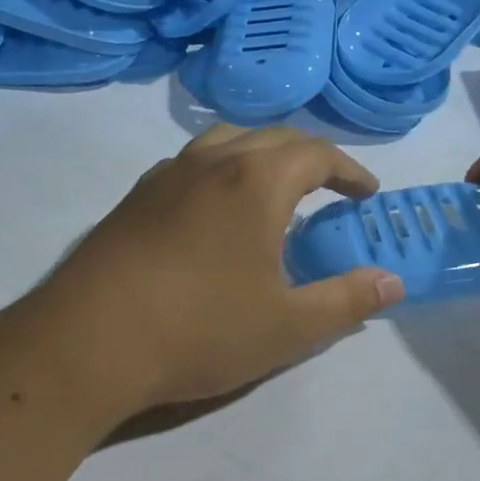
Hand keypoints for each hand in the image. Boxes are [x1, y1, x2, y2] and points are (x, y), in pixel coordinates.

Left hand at [33, 125, 405, 411]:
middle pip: (272, 137)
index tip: (367, 193)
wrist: (86, 343)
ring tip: (275, 189)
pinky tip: (215, 211)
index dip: (349, 170)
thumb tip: (393, 281)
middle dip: (310, 157)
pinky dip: (220, 170)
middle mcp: (212, 162)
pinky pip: (190, 164)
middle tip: (330, 189)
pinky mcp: (134, 198)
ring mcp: (166, 175)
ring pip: (225, 141)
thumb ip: (347, 300)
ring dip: (261, 155)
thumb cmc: (199, 331)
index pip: (317, 154)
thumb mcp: (289, 327)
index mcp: (256, 181)